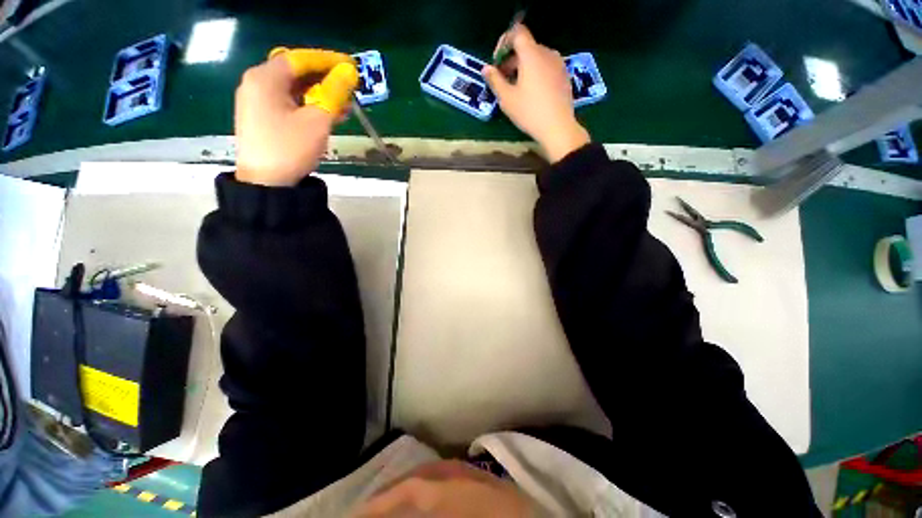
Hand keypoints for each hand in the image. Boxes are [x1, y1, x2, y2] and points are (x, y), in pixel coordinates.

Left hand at [234, 50, 357, 186]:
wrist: (266, 183)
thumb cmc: (290, 149)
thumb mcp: (317, 121)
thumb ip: (333, 94)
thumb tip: (348, 73)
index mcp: (265, 78)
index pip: (300, 59)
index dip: (327, 60)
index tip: (350, 66)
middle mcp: (256, 83)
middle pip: (295, 73)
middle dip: (324, 79)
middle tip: (348, 87)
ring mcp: (256, 101)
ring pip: (293, 89)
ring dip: (318, 94)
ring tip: (344, 104)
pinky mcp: (261, 117)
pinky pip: (288, 103)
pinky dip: (308, 105)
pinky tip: (326, 114)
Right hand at [482, 25, 590, 162]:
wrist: (558, 127)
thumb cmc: (529, 112)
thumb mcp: (507, 98)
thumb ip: (495, 80)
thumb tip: (486, 68)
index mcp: (531, 54)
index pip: (517, 32)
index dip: (504, 42)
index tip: (497, 62)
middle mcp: (547, 53)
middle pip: (526, 47)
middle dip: (511, 59)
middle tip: (502, 79)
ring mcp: (558, 64)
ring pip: (536, 57)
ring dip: (523, 67)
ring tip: (515, 88)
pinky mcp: (564, 75)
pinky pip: (546, 67)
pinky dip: (535, 73)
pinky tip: (531, 93)